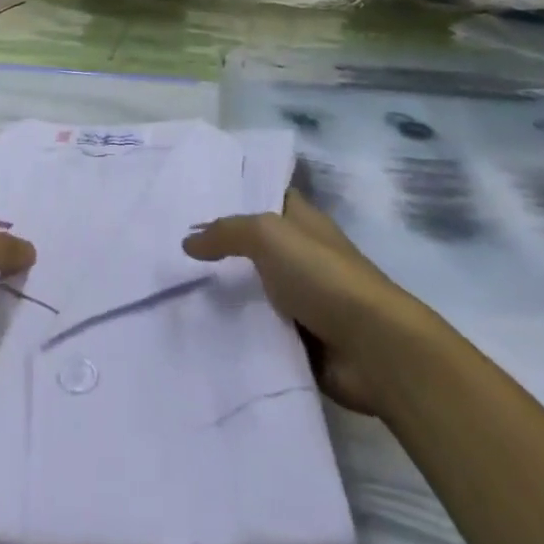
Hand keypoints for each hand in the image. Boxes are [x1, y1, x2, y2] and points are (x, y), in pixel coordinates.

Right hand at [184, 190, 422, 415]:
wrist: (374, 348)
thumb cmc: (323, 275)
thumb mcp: (269, 235)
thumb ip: (227, 232)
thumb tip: (188, 240)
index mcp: (301, 220)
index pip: (264, 196)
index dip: (233, 195)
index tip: (190, 198)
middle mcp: (301, 254)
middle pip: (253, 246)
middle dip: (218, 248)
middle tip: (169, 248)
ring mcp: (303, 299)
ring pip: (253, 290)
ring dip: (225, 294)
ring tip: (174, 292)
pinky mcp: (301, 341)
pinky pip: (260, 331)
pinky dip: (238, 332)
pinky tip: (200, 332)